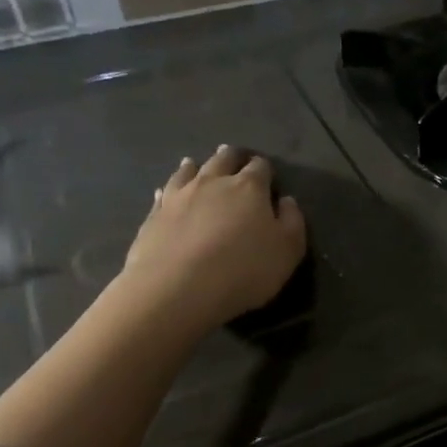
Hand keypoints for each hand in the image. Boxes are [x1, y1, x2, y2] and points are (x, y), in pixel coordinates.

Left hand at [123, 145, 306, 330]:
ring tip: (195, 164)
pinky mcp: (154, 215)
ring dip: (195, 166)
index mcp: (249, 188)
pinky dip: (167, 190)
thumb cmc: (244, 269)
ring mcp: (179, 196)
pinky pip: (163, 195)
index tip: (268, 174)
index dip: (265, 168)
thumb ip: (292, 221)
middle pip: (223, 160)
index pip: (260, 167)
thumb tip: (286, 201)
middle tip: (234, 157)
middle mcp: (213, 182)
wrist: (178, 289)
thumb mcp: (288, 250)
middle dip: (231, 157)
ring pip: (188, 171)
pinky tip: (164, 192)